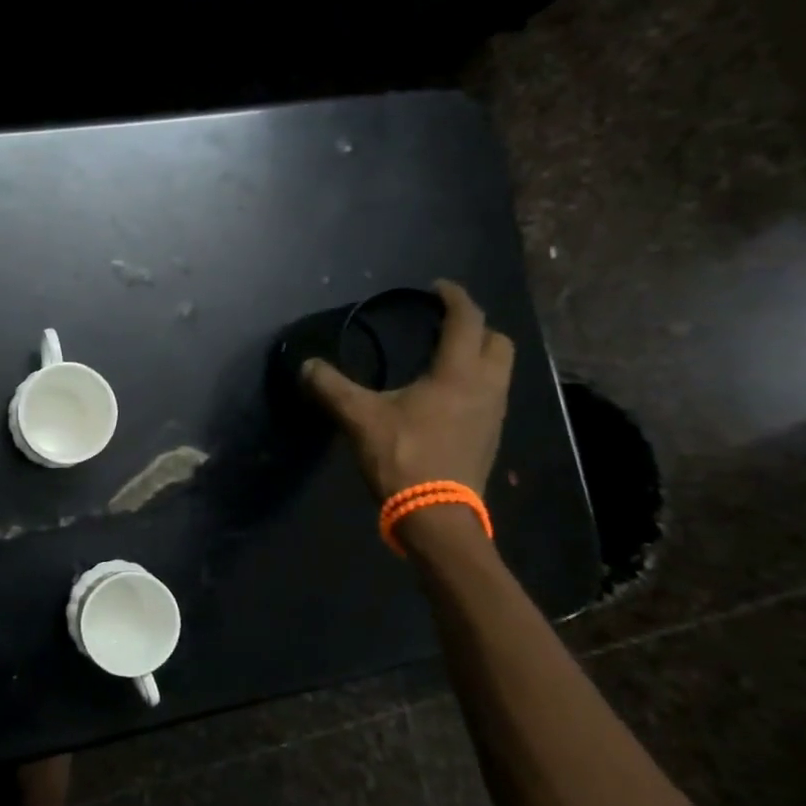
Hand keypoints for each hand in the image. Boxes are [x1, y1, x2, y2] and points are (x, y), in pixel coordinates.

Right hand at [301, 279, 514, 499]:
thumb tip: (306, 365)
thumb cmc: (404, 457)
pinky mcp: (490, 436)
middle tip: (445, 325)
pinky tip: (446, 395)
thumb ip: (331, 387)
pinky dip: (476, 381)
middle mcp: (486, 386)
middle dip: (476, 326)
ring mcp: (494, 414)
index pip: (467, 320)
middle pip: (498, 341)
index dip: (454, 298)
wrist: (437, 517)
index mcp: (458, 373)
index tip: (437, 288)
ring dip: (479, 355)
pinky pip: (492, 393)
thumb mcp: (359, 418)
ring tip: (445, 357)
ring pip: (499, 369)